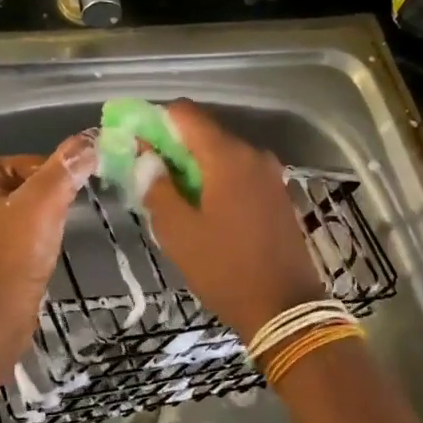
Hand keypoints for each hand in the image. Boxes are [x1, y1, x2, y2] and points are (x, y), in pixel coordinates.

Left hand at [0, 133, 94, 335]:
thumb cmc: (14, 253)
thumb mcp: (44, 202)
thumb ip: (66, 168)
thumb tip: (91, 139)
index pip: (31, 163)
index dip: (54, 178)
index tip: (69, 197)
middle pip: (27, 188)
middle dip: (48, 202)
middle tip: (64, 220)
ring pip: (22, 217)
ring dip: (42, 226)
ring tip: (53, 242)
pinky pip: (15, 244)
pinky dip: (30, 249)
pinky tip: (39, 262)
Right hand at [139, 101, 323, 340]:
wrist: (285, 309)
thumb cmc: (225, 268)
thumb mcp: (178, 231)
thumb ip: (156, 186)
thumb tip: (146, 155)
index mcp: (227, 156)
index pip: (185, 113)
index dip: (156, 121)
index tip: (137, 144)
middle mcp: (252, 153)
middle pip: (205, 133)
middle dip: (174, 148)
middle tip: (149, 176)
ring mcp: (270, 173)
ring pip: (222, 154)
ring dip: (195, 167)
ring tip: (174, 198)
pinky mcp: (277, 193)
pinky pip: (239, 172)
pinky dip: (218, 180)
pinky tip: (205, 209)